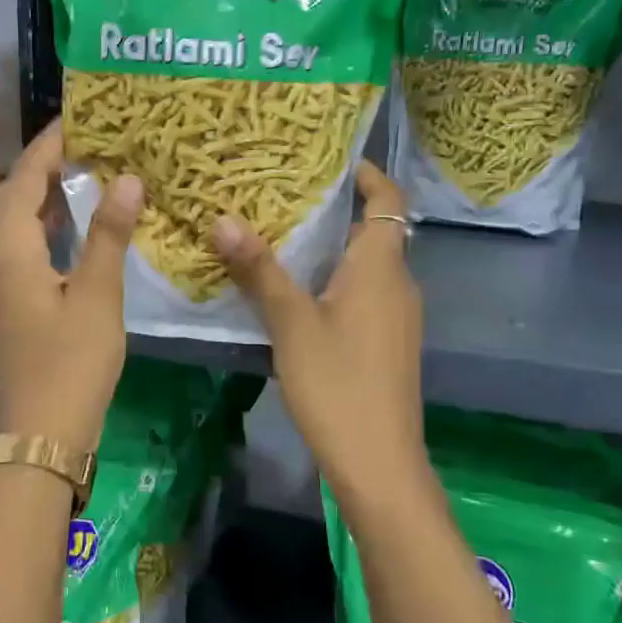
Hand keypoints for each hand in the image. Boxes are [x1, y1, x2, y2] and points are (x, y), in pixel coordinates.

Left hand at [0, 120, 143, 451]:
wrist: (45, 432)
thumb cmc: (73, 364)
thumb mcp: (98, 296)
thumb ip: (109, 235)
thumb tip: (126, 179)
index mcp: (12, 251)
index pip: (23, 180)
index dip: (48, 147)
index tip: (79, 120)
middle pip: (7, 197)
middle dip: (39, 166)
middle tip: (82, 147)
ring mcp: (1, 283)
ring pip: (12, 222)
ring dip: (40, 195)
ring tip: (82, 175)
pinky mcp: (13, 302)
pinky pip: (22, 245)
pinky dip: (45, 224)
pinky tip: (75, 227)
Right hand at [212, 162, 426, 500]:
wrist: (378, 462)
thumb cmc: (337, 384)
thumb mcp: (291, 324)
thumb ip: (260, 271)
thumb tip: (223, 219)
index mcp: (381, 268)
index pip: (388, 200)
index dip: (368, 174)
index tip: (329, 160)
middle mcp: (398, 284)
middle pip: (374, 231)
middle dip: (334, 210)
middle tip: (282, 196)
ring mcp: (396, 317)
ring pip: (366, 266)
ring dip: (331, 249)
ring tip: (280, 236)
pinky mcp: (387, 344)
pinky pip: (363, 294)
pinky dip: (335, 281)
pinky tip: (296, 293)